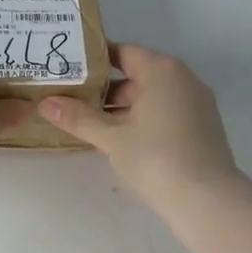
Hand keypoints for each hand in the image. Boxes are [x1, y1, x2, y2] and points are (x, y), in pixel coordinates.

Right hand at [38, 43, 241, 208]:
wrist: (206, 199)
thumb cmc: (156, 158)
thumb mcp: (111, 138)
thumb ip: (79, 118)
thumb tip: (45, 103)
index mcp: (162, 70)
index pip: (123, 53)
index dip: (94, 61)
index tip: (68, 72)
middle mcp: (184, 79)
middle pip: (137, 76)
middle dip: (105, 91)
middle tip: (72, 104)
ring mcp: (197, 104)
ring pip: (151, 98)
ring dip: (123, 109)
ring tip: (90, 126)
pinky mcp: (202, 128)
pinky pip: (165, 114)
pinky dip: (143, 121)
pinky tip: (122, 143)